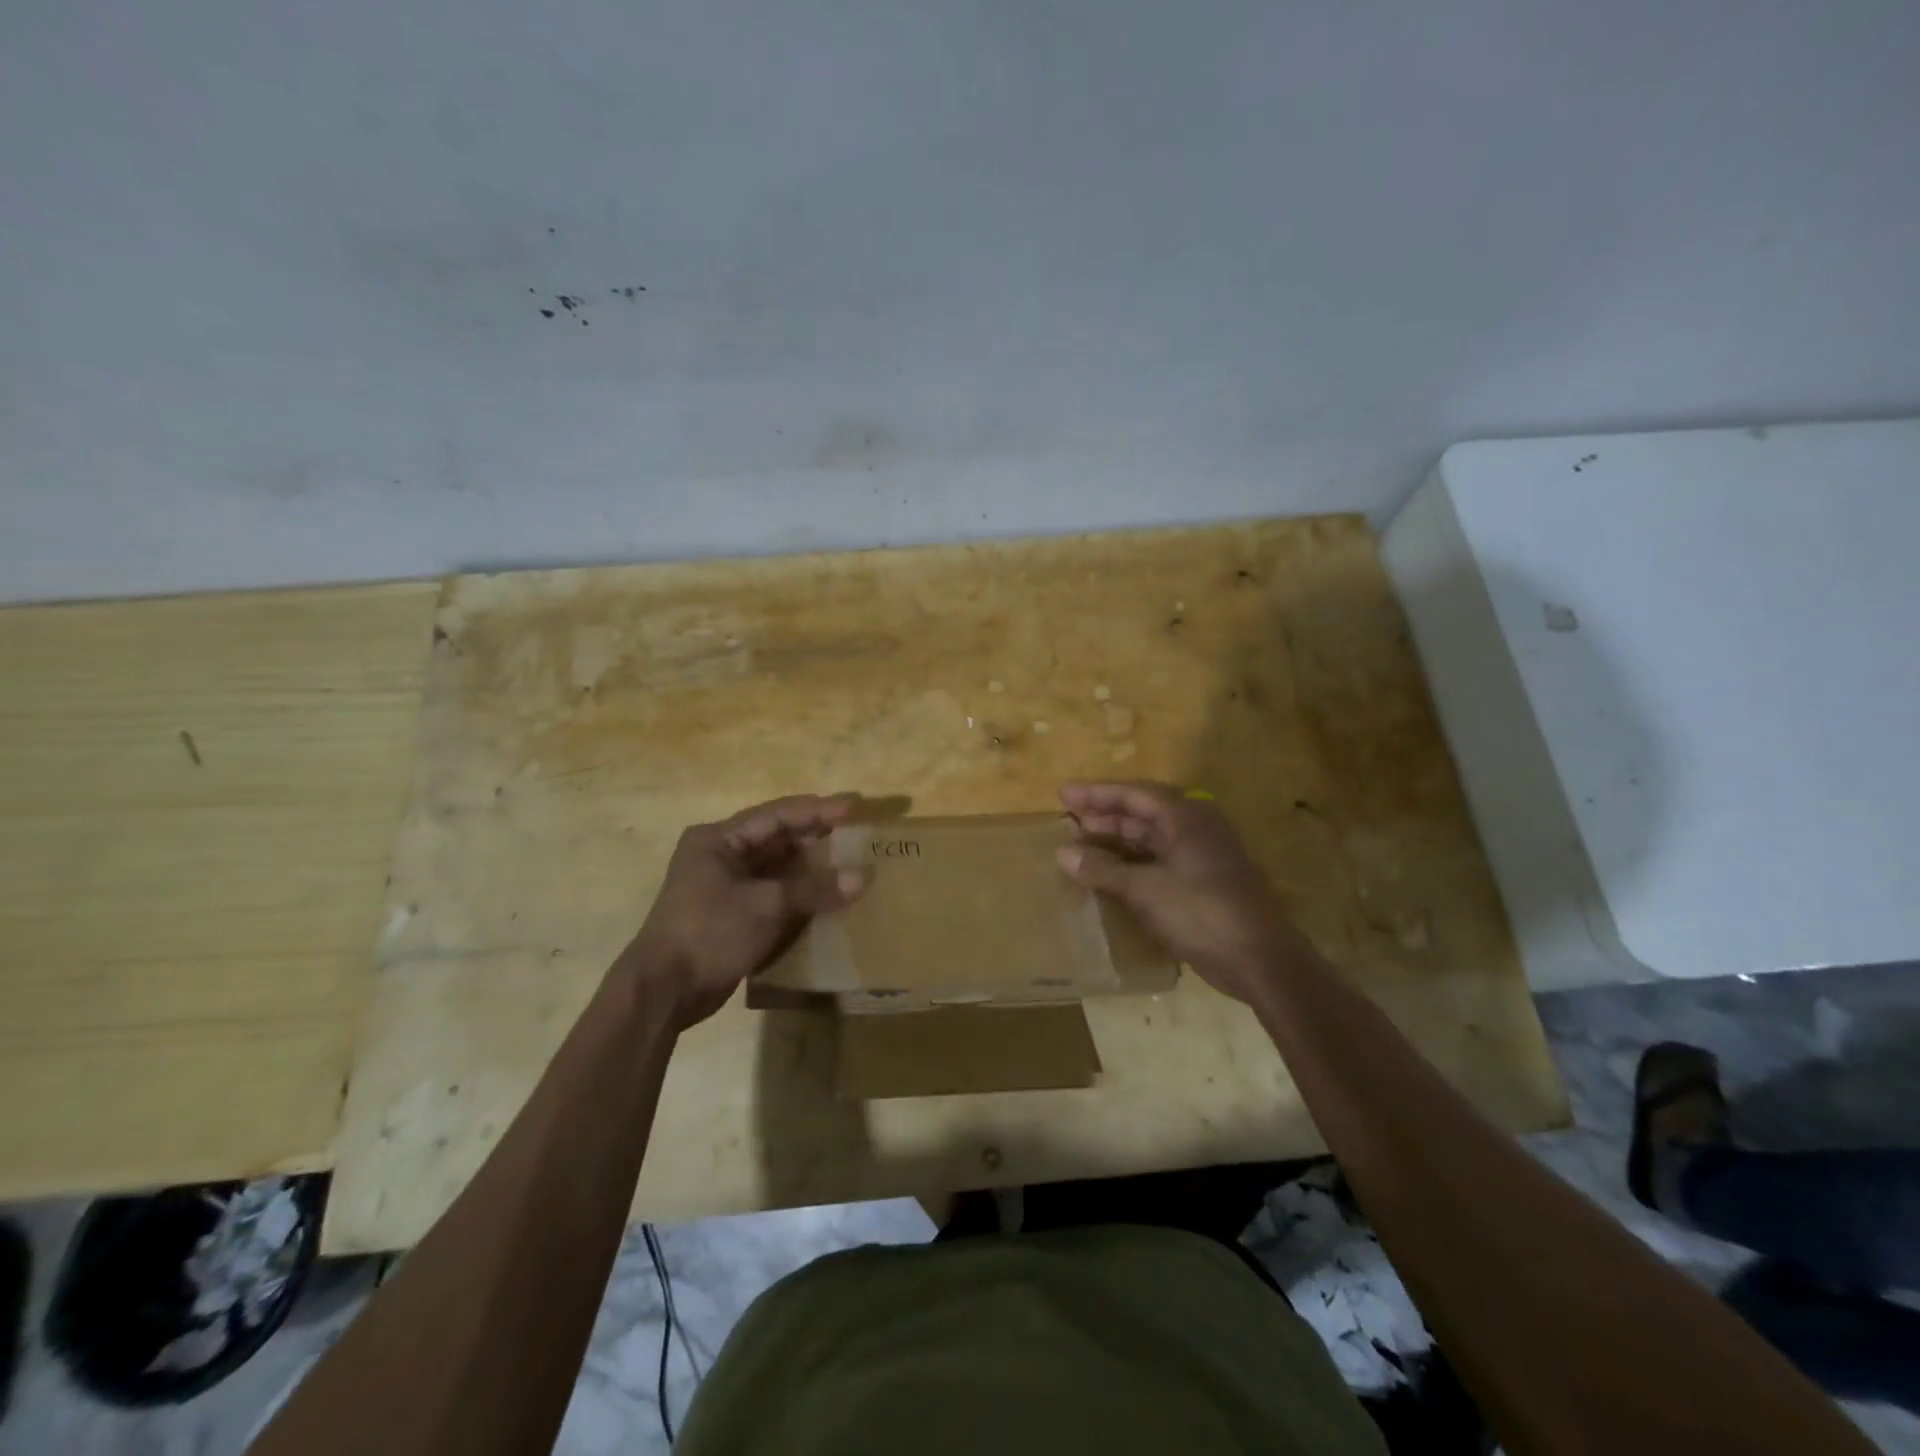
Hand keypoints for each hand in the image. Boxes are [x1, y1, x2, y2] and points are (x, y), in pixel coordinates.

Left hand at [619, 794, 866, 1028]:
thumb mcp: (767, 906)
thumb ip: (815, 889)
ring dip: (810, 866)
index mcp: (718, 840)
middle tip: (856, 831)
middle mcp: (720, 855)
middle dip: (816, 836)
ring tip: (849, 860)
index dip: (818, 810)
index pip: (777, 816)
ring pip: (776, 867)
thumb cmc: (710, 932)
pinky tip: (827, 895)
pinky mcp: (731, 914)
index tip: (854, 805)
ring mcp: (724, 886)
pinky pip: (773, 893)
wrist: (664, 991)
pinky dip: (799, 892)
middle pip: (777, 839)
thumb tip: (862, 877)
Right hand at [1057, 781, 1318, 1004]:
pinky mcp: (1205, 881)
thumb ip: (1102, 870)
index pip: (1134, 793)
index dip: (1096, 793)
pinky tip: (1111, 874)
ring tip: (1082, 845)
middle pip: (1143, 812)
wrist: (1262, 960)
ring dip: (1118, 841)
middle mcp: (1196, 828)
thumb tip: (1062, 853)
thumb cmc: (1202, 913)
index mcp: (1186, 817)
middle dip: (1105, 815)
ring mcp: (1203, 855)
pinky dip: (1133, 864)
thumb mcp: (1145, 890)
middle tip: (1069, 820)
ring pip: (1152, 838)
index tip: (1063, 795)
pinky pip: (1161, 861)